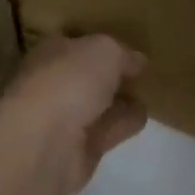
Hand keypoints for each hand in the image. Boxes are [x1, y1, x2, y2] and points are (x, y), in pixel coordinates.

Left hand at [4, 34, 147, 191]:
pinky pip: (108, 131)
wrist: (43, 144)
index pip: (77, 44)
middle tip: (144, 72)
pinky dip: (123, 124)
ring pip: (99, 106)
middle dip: (111, 75)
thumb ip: (123, 53)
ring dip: (120, 102)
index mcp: (51, 54)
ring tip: (151, 94)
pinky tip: (144, 117)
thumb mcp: (104, 51)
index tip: (131, 48)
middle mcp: (55, 84)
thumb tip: (137, 61)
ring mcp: (65, 120)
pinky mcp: (80, 150)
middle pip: (88, 77)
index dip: (102, 45)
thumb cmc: (68, 82)